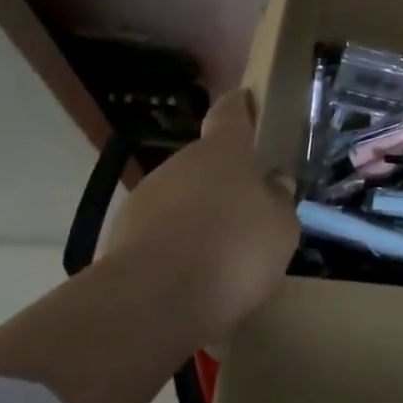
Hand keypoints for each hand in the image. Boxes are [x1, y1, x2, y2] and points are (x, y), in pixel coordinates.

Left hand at [101, 89, 297, 341]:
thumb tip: (273, 187)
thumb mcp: (281, 229)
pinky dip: (176, 245)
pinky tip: (193, 276)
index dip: (240, 107)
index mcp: (223, 152)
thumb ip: (278, 202)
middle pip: (205, 162)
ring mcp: (145, 198)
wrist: (152, 303)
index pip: (230, 114)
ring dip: (198, 215)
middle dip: (224, 180)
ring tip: (220, 252)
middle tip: (248, 209)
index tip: (246, 100)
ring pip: (180, 197)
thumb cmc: (233, 251)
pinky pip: (160, 232)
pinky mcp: (120, 237)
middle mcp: (180, 164)